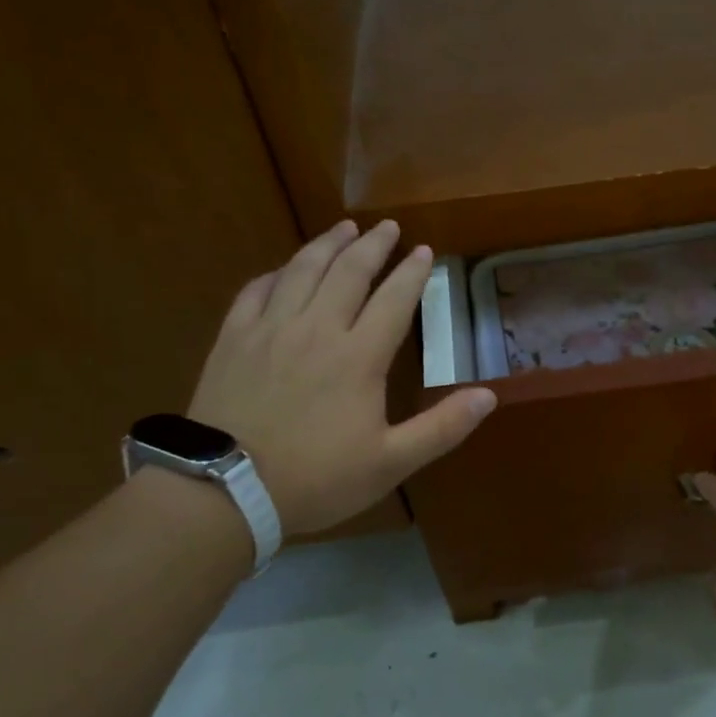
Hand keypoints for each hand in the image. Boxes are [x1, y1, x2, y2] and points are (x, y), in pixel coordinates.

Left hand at [187, 219, 495, 536]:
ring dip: (327, 245)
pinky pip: (256, 291)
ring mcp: (270, 330)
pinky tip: (284, 269)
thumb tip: (489, 396)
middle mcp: (316, 329)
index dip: (411, 273)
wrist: (226, 489)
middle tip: (387, 226)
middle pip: (348, 272)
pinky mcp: (233, 339)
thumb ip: (442, 428)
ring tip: (343, 228)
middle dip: (372, 245)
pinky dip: (277, 273)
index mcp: (358, 357)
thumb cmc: (316, 479)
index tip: (423, 251)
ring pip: (302, 271)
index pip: (393, 300)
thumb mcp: (391, 462)